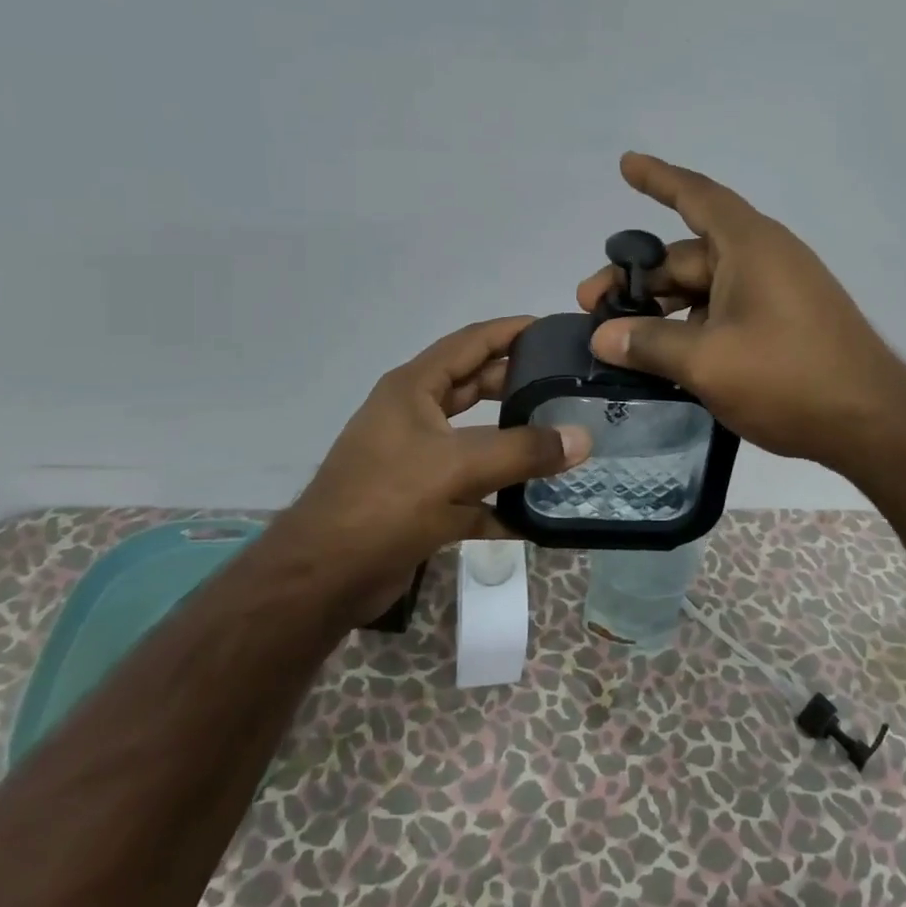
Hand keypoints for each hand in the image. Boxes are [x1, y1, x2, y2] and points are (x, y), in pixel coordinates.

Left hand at [281, 317, 591, 605]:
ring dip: (514, 443)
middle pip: (475, 387)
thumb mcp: (458, 467)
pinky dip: (500, 501)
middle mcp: (414, 417)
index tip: (554, 329)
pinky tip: (536, 514)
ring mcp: (417, 461)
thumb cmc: (386, 501)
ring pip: (476, 441)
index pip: (471, 342)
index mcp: (414, 388)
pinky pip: (472, 493)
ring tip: (562, 440)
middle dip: (518, 384)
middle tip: (566, 385)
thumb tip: (582, 439)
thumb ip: (523, 450)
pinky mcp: (421, 503)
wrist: (324, 578)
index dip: (511, 331)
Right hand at [577, 153, 905, 471]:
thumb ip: (650, 344)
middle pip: (689, 255)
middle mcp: (765, 259)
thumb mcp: (708, 362)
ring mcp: (778, 293)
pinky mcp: (785, 324)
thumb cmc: (789, 378)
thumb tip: (603, 337)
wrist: (873, 423)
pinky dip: (693, 326)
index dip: (658, 179)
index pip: (697, 196)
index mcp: (750, 246)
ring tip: (621, 338)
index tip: (626, 164)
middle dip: (640, 276)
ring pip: (705, 288)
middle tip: (592, 305)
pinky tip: (665, 357)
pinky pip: (727, 311)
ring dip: (664, 307)